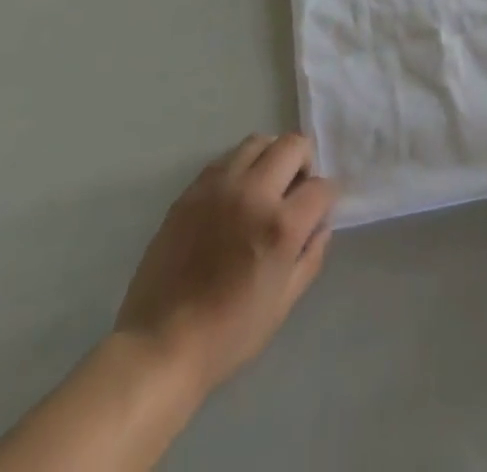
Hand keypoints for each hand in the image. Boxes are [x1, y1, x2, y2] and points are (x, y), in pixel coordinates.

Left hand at [115, 133, 335, 395]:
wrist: (160, 346)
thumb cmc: (228, 335)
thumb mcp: (283, 303)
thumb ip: (310, 256)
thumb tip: (321, 225)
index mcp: (280, 226)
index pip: (321, 187)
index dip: (327, 197)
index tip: (320, 210)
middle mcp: (253, 193)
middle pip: (293, 145)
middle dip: (305, 163)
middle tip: (295, 191)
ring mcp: (219, 187)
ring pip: (258, 141)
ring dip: (271, 157)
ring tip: (265, 187)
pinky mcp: (192, 190)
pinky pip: (226, 159)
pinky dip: (240, 167)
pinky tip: (235, 196)